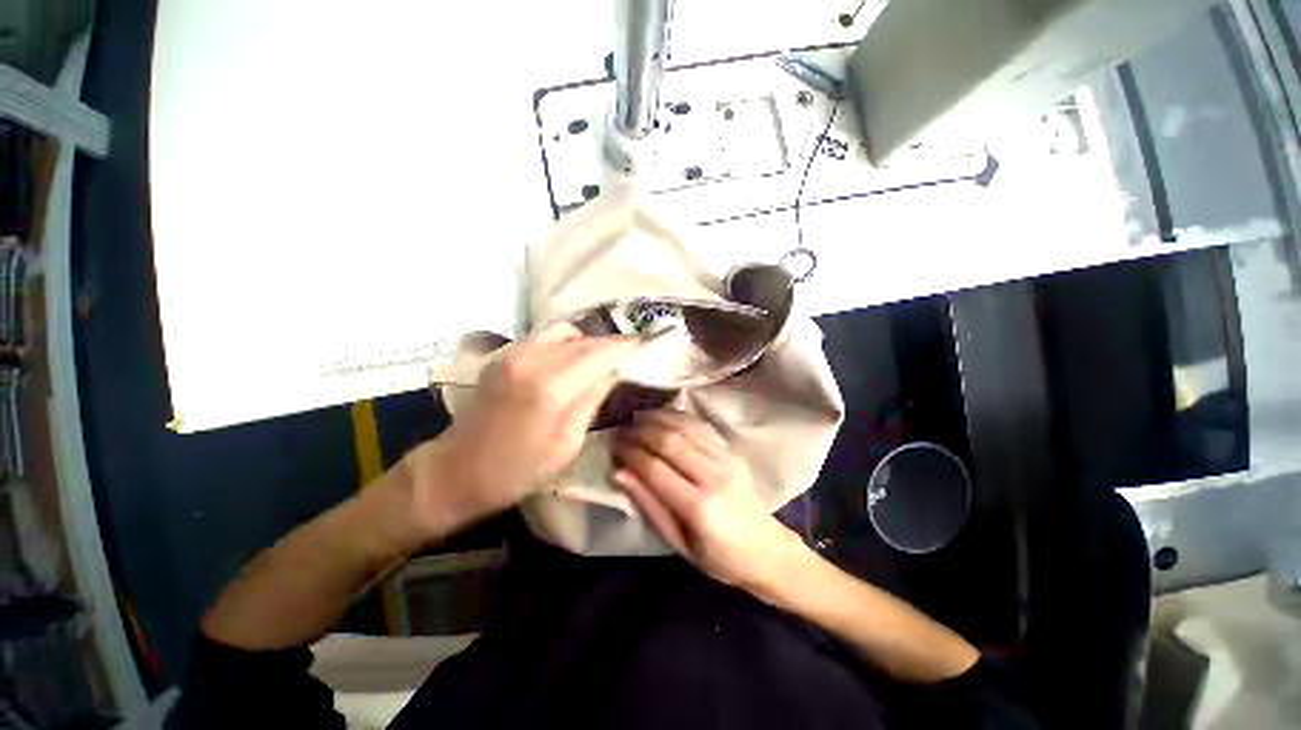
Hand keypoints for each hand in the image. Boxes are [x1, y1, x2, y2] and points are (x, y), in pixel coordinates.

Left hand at [403, 323, 642, 535]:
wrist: (457, 471)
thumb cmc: (518, 470)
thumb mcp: (567, 444)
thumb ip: (592, 399)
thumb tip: (616, 371)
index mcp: (552, 386)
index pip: (601, 352)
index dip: (627, 347)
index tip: (648, 346)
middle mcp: (532, 359)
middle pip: (586, 339)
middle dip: (613, 344)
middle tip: (632, 355)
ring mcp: (514, 352)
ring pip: (567, 332)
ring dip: (589, 342)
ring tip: (602, 360)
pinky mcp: (505, 355)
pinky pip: (547, 337)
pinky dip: (568, 343)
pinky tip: (573, 362)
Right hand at [613, 410, 804, 593]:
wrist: (766, 550)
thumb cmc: (718, 557)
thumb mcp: (678, 543)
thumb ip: (649, 505)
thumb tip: (619, 473)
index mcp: (698, 507)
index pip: (655, 469)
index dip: (630, 453)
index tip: (614, 446)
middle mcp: (713, 476)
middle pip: (669, 442)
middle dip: (640, 432)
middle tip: (622, 430)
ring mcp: (727, 460)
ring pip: (686, 427)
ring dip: (658, 418)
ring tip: (638, 418)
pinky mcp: (733, 452)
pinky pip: (702, 426)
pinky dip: (679, 417)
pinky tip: (664, 415)